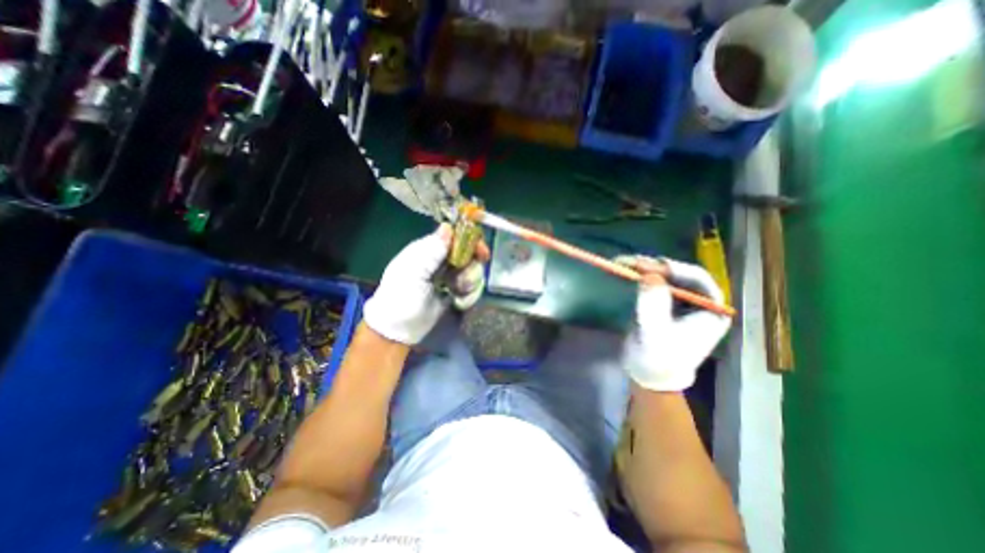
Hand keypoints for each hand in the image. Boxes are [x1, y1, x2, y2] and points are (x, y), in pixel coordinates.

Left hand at [363, 226, 485, 346]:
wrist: (400, 329)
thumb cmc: (401, 297)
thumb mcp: (413, 271)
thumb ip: (431, 250)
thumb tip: (447, 227)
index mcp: (429, 250)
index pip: (455, 236)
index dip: (471, 241)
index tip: (481, 252)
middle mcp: (442, 260)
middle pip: (470, 254)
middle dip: (472, 268)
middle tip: (466, 281)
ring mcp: (451, 276)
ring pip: (474, 271)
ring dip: (470, 284)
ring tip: (457, 294)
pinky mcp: (457, 292)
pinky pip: (473, 287)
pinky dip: (470, 296)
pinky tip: (458, 302)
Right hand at [622, 256, 730, 390]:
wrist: (648, 374)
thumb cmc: (658, 359)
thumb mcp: (655, 333)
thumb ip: (654, 305)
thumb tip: (649, 276)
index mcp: (711, 311)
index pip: (699, 281)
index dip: (677, 270)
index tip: (653, 266)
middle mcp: (699, 302)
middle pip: (681, 275)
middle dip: (657, 267)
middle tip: (634, 262)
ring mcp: (681, 301)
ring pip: (666, 277)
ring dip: (646, 269)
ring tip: (626, 263)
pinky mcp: (664, 302)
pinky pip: (655, 283)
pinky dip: (640, 276)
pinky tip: (627, 270)